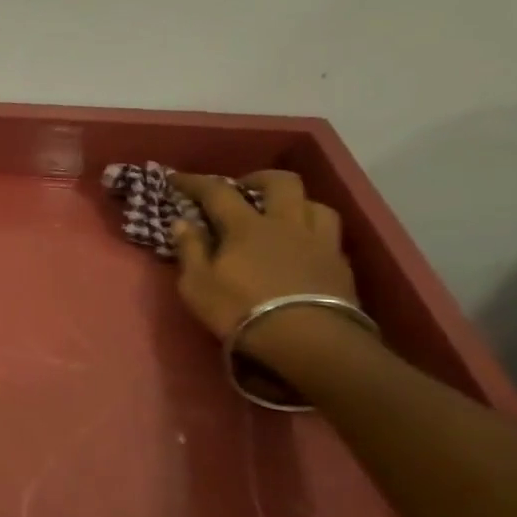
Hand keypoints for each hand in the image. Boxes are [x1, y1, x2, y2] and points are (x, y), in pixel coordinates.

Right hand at [167, 171, 360, 362]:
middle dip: (258, 179)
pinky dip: (311, 230)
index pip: (217, 192)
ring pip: (313, 203)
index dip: (194, 182)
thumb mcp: (197, 285)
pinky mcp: (340, 263)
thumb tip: (183, 222)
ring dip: (294, 202)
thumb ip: (190, 250)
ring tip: (280, 215)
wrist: (307, 340)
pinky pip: (329, 233)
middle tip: (242, 188)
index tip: (176, 177)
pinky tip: (303, 244)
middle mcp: (286, 223)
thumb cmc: (240, 309)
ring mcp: (319, 241)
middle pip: (280, 182)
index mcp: (246, 226)